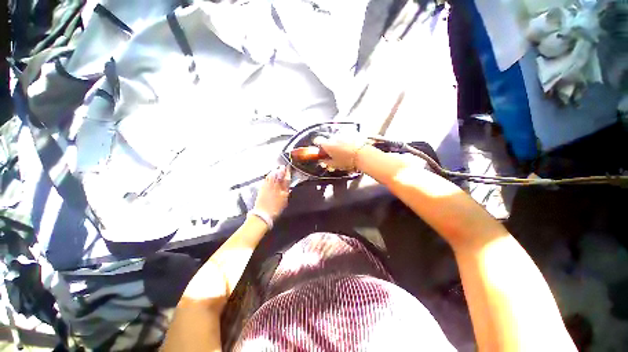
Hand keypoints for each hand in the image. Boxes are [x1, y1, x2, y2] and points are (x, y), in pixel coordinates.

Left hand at [253, 166, 290, 219]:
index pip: (286, 179)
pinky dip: (269, 176)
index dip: (287, 173)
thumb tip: (288, 187)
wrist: (263, 214)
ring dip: (275, 171)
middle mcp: (275, 186)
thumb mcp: (284, 201)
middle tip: (282, 166)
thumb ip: (286, 192)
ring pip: (272, 176)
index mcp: (283, 190)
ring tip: (276, 169)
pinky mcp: (262, 188)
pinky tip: (269, 174)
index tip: (288, 168)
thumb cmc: (276, 209)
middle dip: (281, 170)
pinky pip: (266, 179)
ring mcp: (268, 186)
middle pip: (279, 176)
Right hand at [313, 133, 368, 170]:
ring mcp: (343, 134)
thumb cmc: (348, 160)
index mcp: (327, 144)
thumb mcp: (334, 164)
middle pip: (328, 140)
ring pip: (337, 138)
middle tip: (334, 154)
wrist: (363, 155)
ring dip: (339, 143)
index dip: (318, 145)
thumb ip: (326, 162)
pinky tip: (350, 148)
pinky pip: (346, 136)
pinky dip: (347, 141)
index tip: (321, 149)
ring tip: (344, 152)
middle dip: (330, 146)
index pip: (317, 140)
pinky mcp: (351, 133)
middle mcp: (333, 137)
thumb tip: (322, 160)